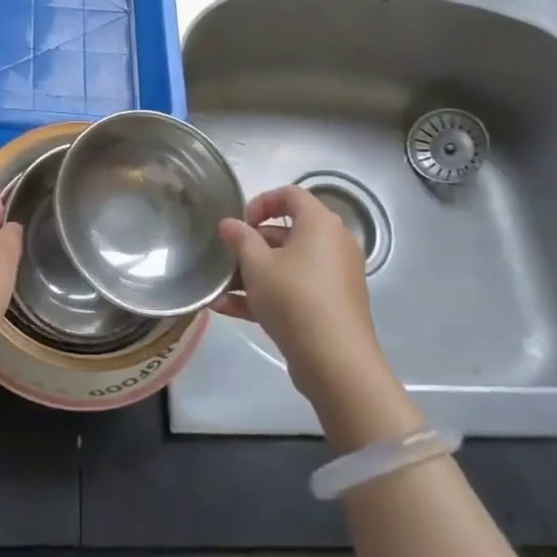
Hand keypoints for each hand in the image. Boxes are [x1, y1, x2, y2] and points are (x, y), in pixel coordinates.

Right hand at [217, 185, 391, 409]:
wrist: (335, 361)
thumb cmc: (294, 298)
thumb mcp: (256, 265)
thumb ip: (240, 238)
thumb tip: (229, 223)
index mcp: (320, 224)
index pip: (290, 195)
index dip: (261, 202)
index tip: (239, 223)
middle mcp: (333, 244)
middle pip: (288, 232)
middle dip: (252, 243)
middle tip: (228, 257)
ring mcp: (335, 277)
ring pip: (289, 264)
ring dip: (254, 273)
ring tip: (221, 287)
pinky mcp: (331, 306)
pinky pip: (295, 289)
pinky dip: (267, 294)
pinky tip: (228, 309)